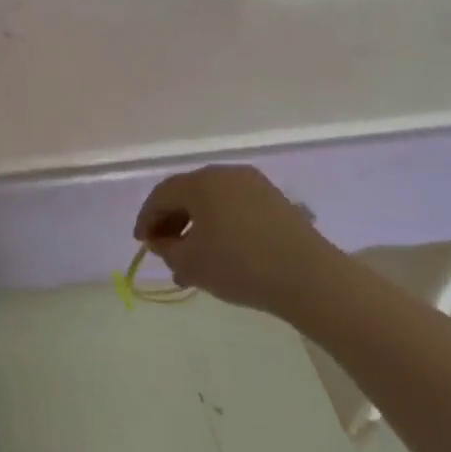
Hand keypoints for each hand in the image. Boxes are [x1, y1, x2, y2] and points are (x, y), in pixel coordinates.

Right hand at [133, 165, 343, 313]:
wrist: (309, 277)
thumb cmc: (240, 266)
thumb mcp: (190, 263)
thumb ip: (166, 249)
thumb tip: (160, 240)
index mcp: (201, 182)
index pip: (161, 195)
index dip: (147, 219)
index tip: (142, 243)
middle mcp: (226, 174)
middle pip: (187, 193)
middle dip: (171, 221)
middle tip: (164, 248)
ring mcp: (254, 184)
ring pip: (212, 201)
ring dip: (196, 225)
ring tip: (192, 258)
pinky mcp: (275, 200)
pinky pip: (234, 207)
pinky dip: (220, 224)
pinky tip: (220, 252)